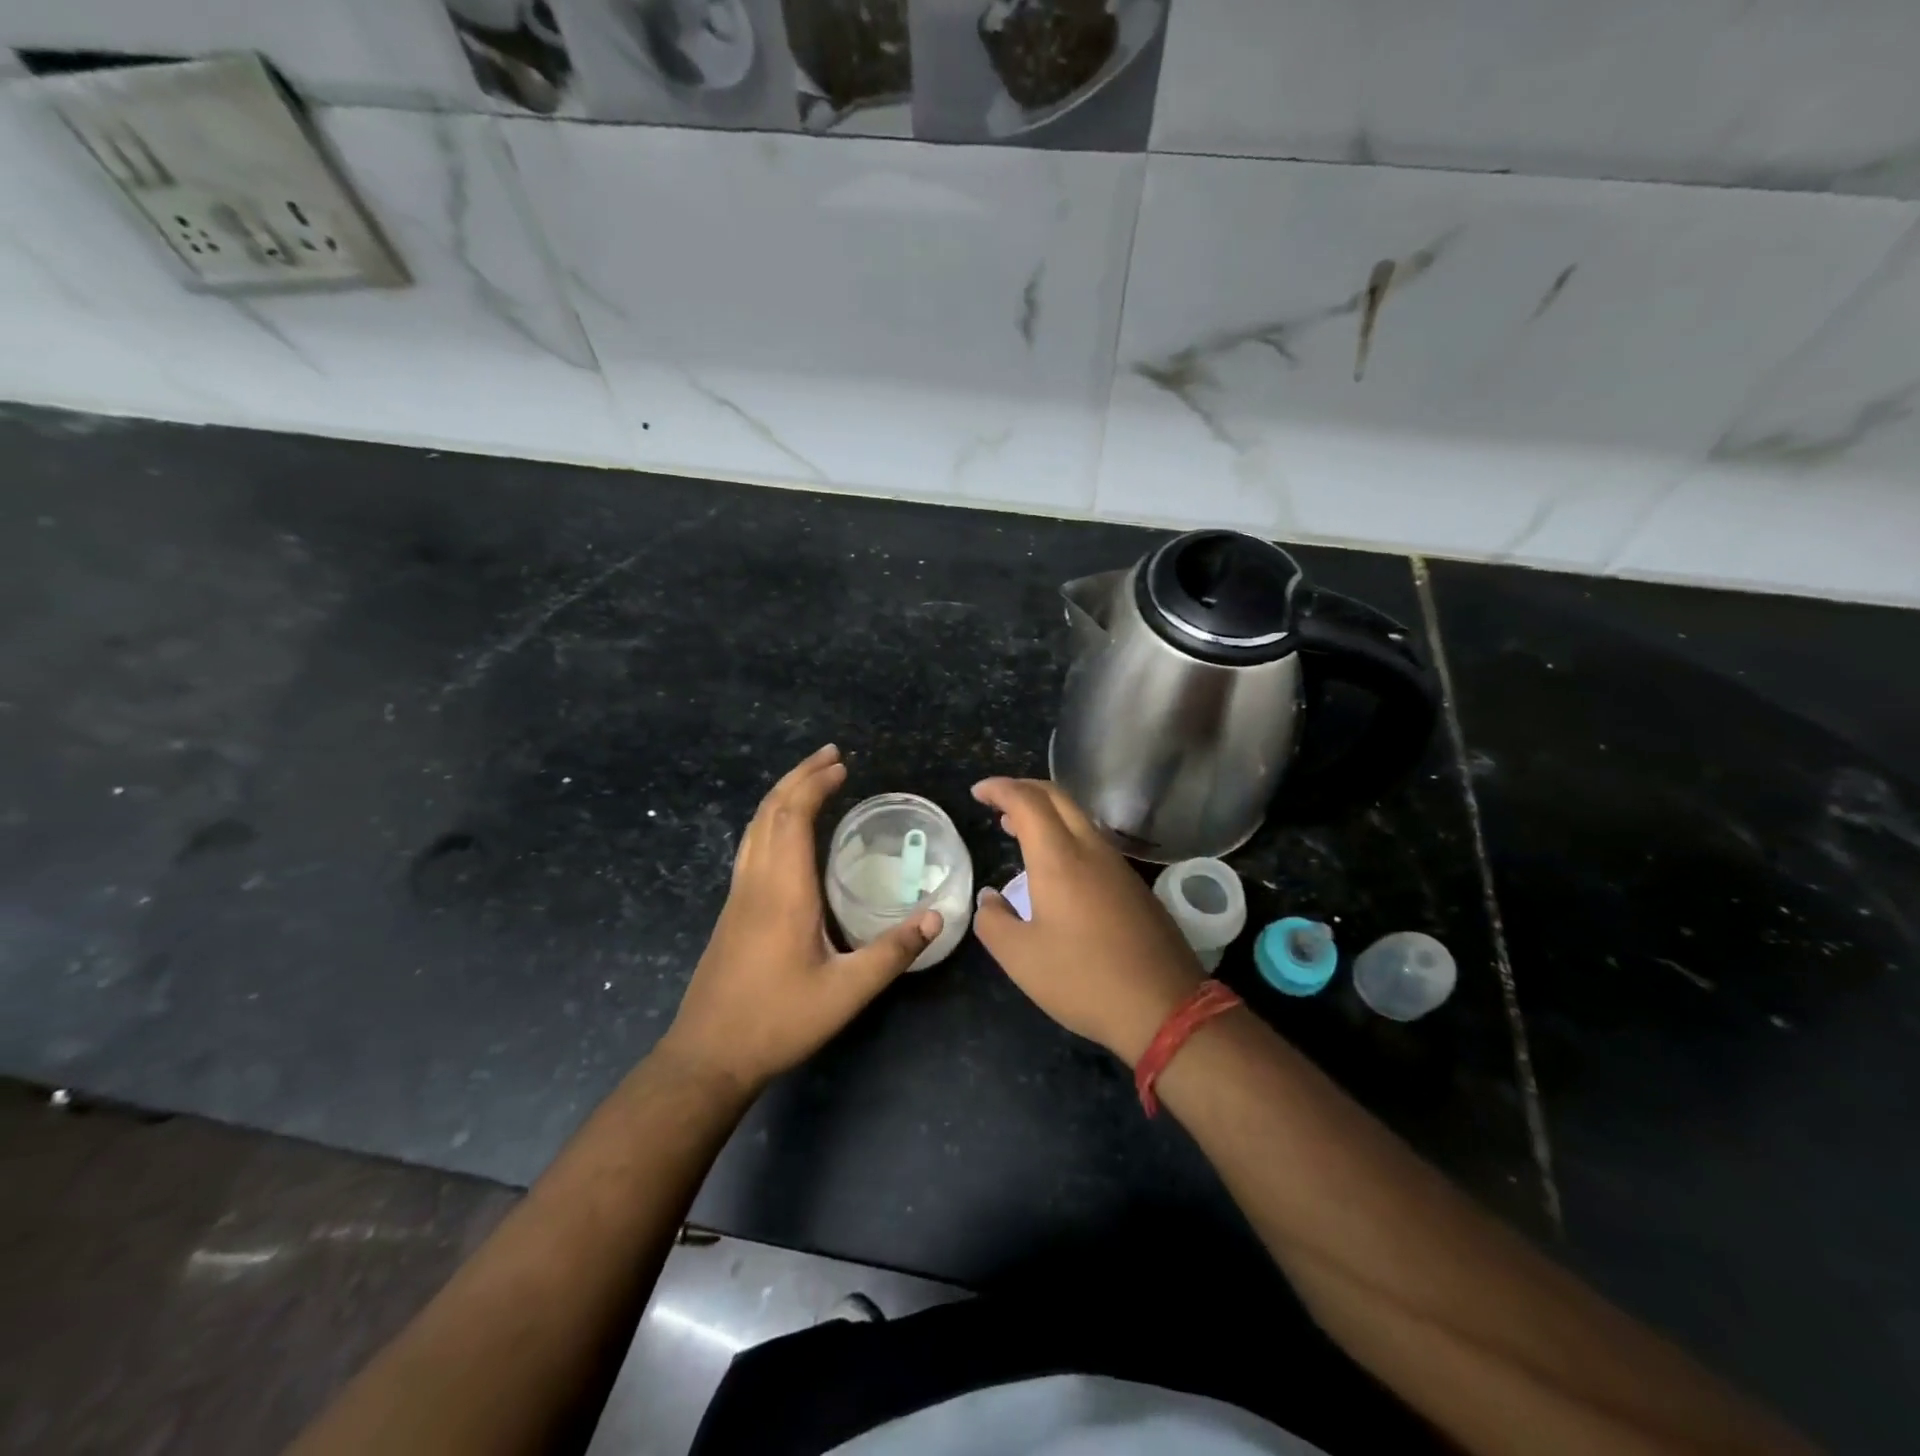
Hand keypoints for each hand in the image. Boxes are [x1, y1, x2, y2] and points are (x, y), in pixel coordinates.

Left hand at [662, 746, 940, 1092]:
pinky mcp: (732, 910)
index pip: (793, 817)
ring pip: (754, 827)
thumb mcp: (846, 992)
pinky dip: (770, 820)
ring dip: (781, 795)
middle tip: (831, 756)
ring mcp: (738, 895)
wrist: (708, 1056)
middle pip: (769, 811)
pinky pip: (750, 845)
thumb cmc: (778, 1021)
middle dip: (800, 776)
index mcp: (783, 892)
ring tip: (811, 779)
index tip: (843, 766)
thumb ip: (892, 952)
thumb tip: (938, 916)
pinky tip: (785, 831)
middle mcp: (756, 882)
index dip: (815, 785)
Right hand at [971, 778, 1203, 1062]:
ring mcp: (1117, 866)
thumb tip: (990, 898)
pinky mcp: (1133, 885)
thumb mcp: (1020, 958)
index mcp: (1059, 858)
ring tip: (1017, 828)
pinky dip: (1064, 833)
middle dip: (1023, 788)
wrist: (1165, 1007)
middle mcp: (1091, 849)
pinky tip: (1055, 864)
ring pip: (1078, 817)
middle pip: (1056, 797)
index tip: (977, 792)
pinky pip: (1092, 840)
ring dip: (1045, 812)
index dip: (999, 788)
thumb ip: (993, 921)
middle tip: (996, 801)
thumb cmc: (1083, 979)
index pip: (1026, 801)